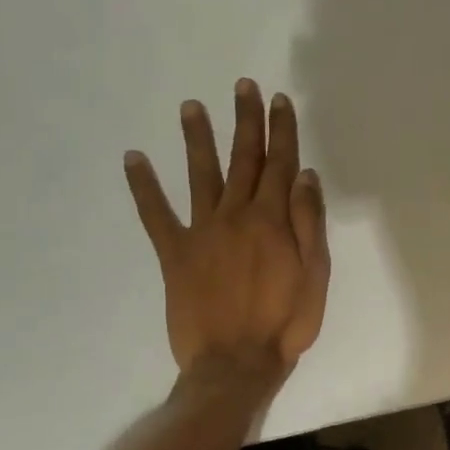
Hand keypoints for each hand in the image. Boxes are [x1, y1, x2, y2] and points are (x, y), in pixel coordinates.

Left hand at [123, 80, 330, 388]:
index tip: (279, 100)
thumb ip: (309, 223)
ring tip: (191, 106)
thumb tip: (305, 176)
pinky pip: (156, 214)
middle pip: (243, 159)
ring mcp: (202, 231)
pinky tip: (133, 158)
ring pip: (201, 175)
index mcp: (272, 220)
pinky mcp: (174, 253)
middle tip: (241, 86)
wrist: (236, 363)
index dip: (281, 130)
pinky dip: (144, 186)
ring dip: (197, 139)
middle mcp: (236, 215)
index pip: (280, 164)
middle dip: (245, 120)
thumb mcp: (316, 275)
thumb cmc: (286, 322)